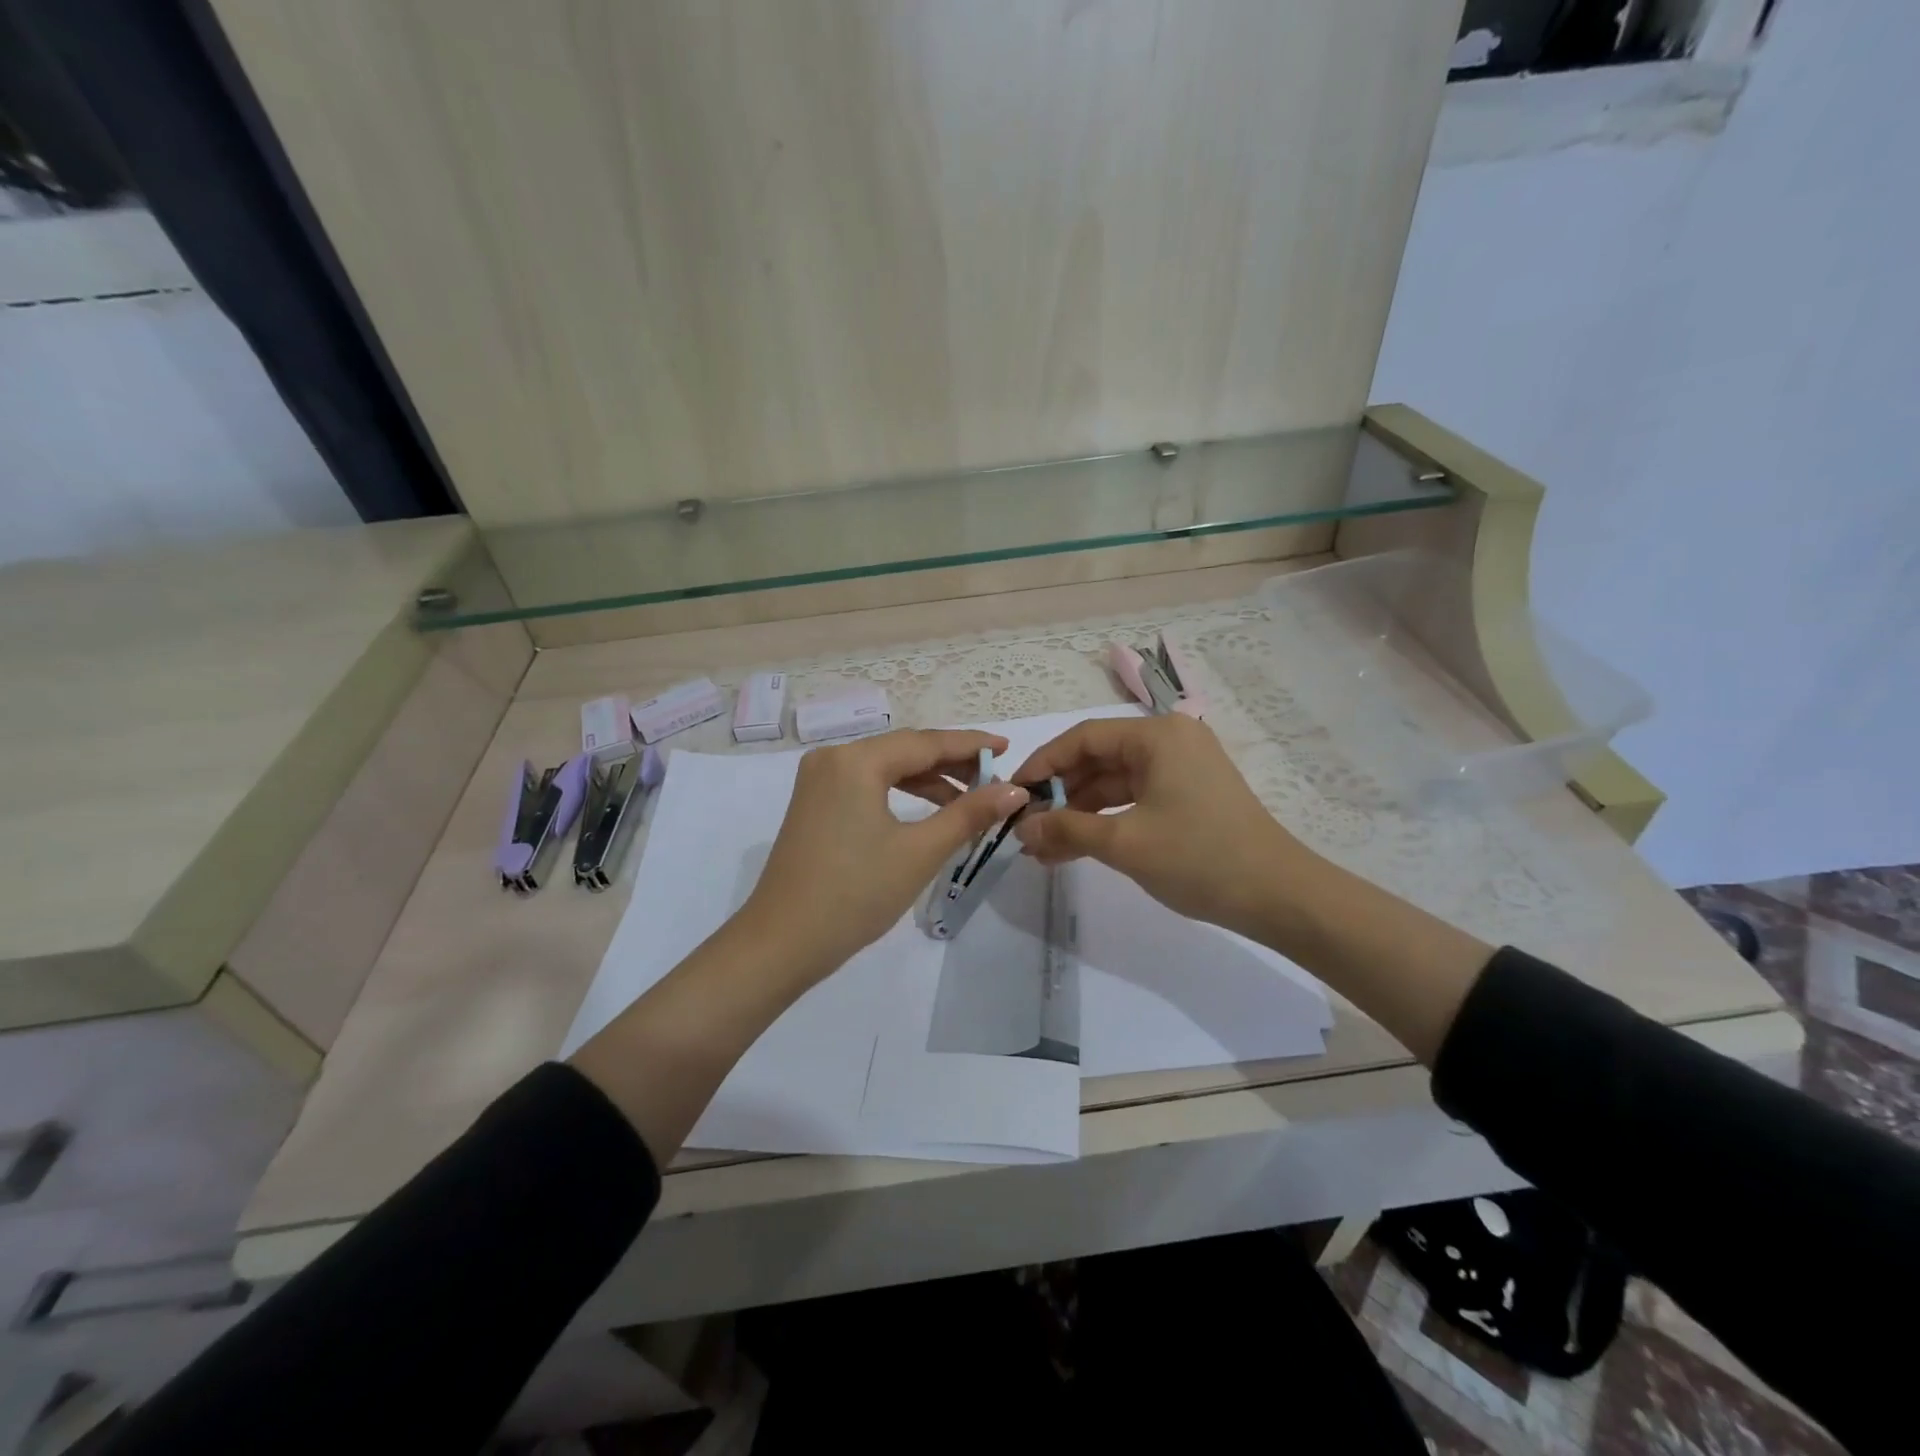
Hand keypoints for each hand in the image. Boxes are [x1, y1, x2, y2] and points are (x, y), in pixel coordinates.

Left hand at [738, 728, 1027, 982]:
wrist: (782, 943)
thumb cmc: (855, 894)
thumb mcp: (920, 852)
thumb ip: (969, 814)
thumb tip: (1015, 790)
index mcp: (856, 760)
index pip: (926, 743)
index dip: (971, 746)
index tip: (1007, 749)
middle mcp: (833, 758)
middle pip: (905, 750)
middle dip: (951, 764)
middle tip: (995, 779)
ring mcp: (819, 781)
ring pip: (886, 768)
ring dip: (928, 780)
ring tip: (970, 800)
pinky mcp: (814, 804)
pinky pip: (867, 785)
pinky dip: (900, 794)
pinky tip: (929, 811)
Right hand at [1010, 715, 1311, 940]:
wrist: (1279, 896)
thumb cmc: (1200, 858)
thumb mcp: (1125, 843)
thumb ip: (1067, 829)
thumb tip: (1021, 830)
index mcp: (1157, 735)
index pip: (1083, 738)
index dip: (1043, 764)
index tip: (1014, 794)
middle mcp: (1170, 740)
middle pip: (1098, 759)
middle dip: (1060, 795)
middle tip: (1026, 827)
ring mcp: (1182, 768)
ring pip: (1115, 782)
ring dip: (1080, 813)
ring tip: (1045, 848)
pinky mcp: (1189, 794)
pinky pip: (1135, 798)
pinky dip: (1106, 820)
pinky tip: (1077, 847)